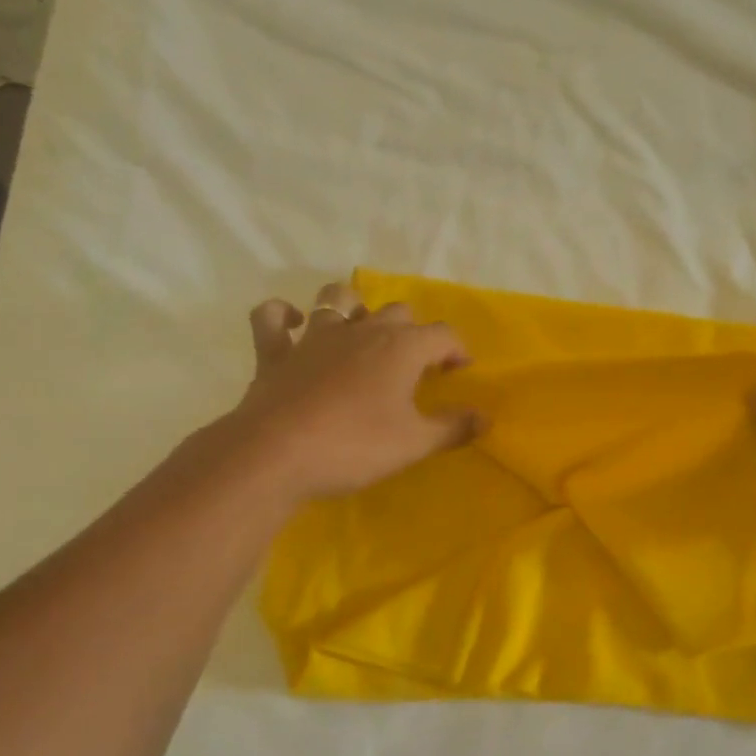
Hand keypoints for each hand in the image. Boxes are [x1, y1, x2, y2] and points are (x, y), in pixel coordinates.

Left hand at [224, 280, 481, 503]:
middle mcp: (361, 331)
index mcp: (400, 348)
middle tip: (417, 363)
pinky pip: (271, 319)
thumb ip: (453, 428)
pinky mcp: (274, 353)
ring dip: (353, 307)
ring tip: (361, 331)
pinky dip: (282, 316)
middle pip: (396, 312)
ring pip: (337, 299)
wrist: (275, 456)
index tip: (460, 371)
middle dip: (413, 331)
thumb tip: (485, 418)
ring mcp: (314, 338)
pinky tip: (293, 324)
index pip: (442, 334)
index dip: (456, 350)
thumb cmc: (355, 446)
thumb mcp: (414, 444)